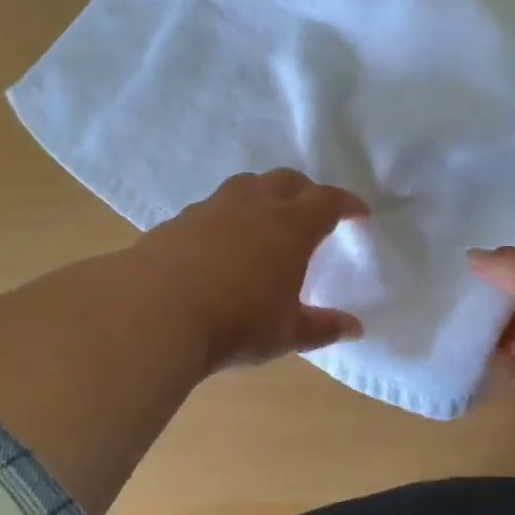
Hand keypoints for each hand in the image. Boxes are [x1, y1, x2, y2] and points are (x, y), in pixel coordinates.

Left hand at [135, 169, 368, 371]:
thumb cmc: (235, 322)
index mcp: (291, 226)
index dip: (348, 204)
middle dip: (307, 191)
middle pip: (288, 180)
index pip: (328, 201)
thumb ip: (322, 327)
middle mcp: (255, 206)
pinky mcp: (181, 218)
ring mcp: (214, 208)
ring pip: (248, 183)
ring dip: (266, 192)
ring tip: (268, 214)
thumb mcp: (286, 333)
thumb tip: (356, 329)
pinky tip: (223, 237)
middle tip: (314, 212)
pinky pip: (215, 204)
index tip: (359, 214)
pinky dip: (230, 212)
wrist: (154, 311)